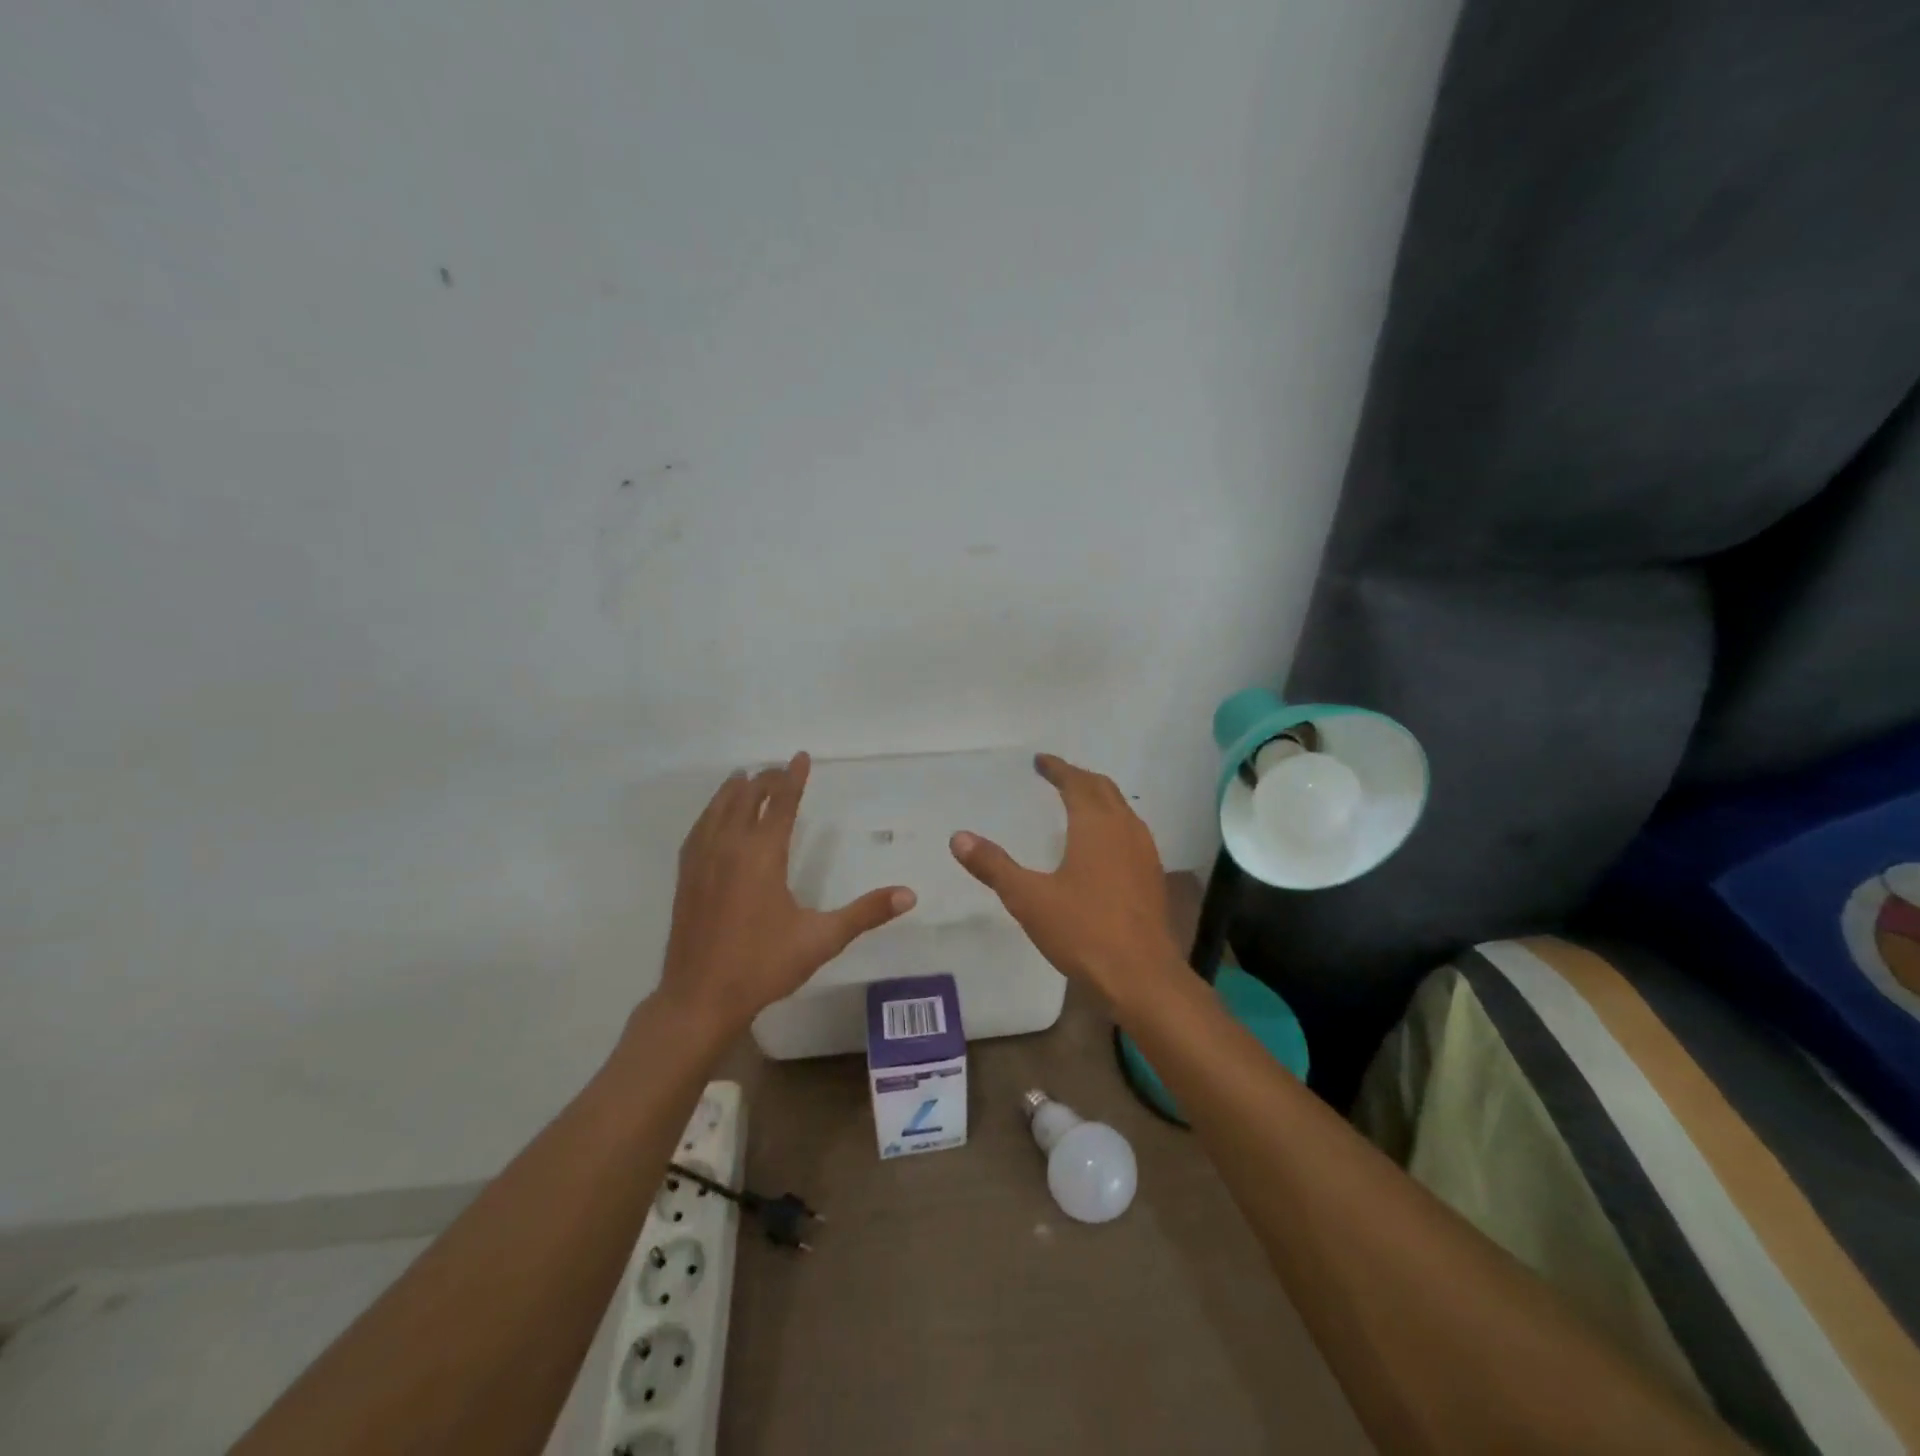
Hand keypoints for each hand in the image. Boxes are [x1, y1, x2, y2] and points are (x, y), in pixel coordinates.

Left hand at [655, 752, 915, 1034]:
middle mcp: (729, 847)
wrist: (699, 998)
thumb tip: (909, 895)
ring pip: (718, 810)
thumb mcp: (821, 939)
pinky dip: (710, 813)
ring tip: (745, 777)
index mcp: (762, 855)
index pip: (781, 803)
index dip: (793, 778)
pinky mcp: (685, 877)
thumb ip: (866, 913)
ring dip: (735, 790)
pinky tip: (713, 818)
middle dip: (765, 780)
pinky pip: (698, 830)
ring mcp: (702, 861)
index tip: (800, 756)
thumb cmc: (763, 965)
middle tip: (780, 770)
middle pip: (747, 798)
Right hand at [950, 753, 1181, 1007]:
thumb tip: (958, 837)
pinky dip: (1112, 823)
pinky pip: (1131, 833)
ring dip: (1099, 798)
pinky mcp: (1152, 876)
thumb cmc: (1083, 930)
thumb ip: (994, 866)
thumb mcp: (1028, 898)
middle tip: (1056, 776)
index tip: (1040, 761)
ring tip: (1078, 802)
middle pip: (1103, 789)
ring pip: (1122, 810)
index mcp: (1095, 825)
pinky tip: (1102, 846)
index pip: (1076, 782)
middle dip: (1079, 778)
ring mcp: (1144, 853)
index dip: (1057, 768)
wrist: (1141, 976)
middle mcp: (1125, 829)